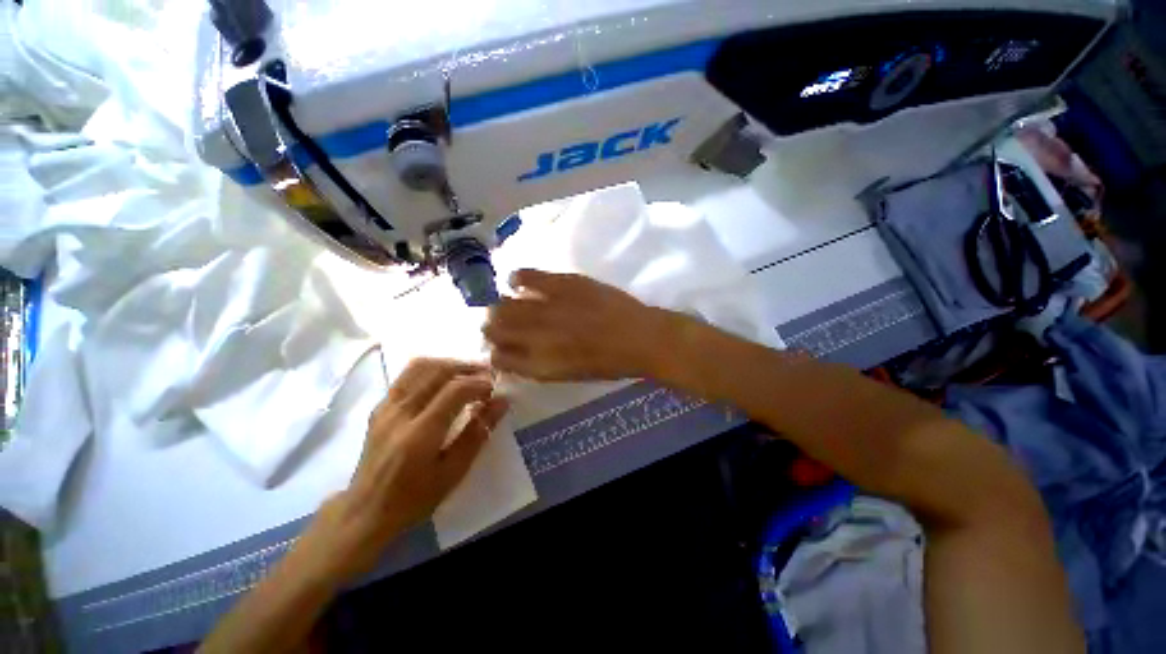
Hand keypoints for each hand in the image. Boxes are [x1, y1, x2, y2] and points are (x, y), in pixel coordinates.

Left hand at [327, 358, 508, 575]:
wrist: (365, 511)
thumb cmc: (415, 498)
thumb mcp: (454, 472)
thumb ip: (478, 433)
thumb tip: (502, 403)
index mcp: (419, 434)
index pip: (454, 390)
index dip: (479, 384)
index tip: (495, 390)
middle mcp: (400, 413)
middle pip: (437, 371)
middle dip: (467, 368)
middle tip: (487, 375)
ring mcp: (386, 407)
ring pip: (420, 367)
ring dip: (449, 364)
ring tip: (468, 373)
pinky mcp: (380, 407)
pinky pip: (407, 376)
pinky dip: (431, 370)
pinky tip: (443, 380)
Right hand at [483, 269, 681, 380]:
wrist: (639, 338)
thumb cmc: (607, 364)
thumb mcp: (568, 375)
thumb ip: (537, 365)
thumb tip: (514, 353)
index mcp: (538, 365)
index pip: (498, 358)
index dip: (495, 351)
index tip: (499, 346)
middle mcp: (536, 336)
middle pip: (494, 328)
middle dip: (491, 327)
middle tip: (498, 323)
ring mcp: (548, 307)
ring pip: (504, 304)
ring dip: (500, 306)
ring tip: (508, 304)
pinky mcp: (562, 284)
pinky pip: (526, 277)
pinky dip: (517, 278)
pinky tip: (517, 281)